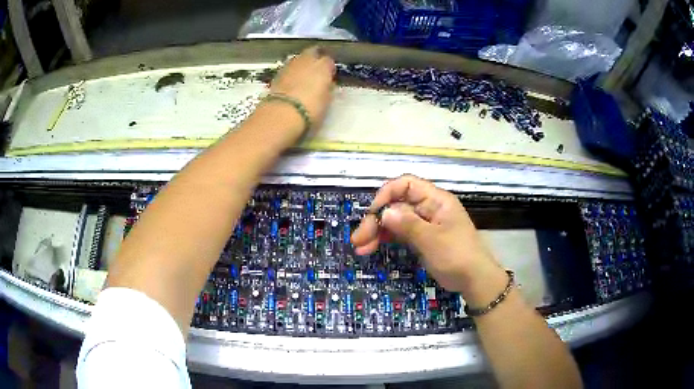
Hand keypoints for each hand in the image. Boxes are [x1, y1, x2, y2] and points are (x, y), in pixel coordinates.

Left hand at [270, 46, 335, 128]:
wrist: (283, 113)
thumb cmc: (311, 108)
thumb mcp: (327, 100)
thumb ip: (328, 89)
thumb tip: (327, 85)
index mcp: (323, 65)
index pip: (329, 61)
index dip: (329, 68)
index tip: (329, 76)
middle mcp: (306, 60)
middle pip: (312, 53)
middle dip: (315, 58)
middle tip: (317, 70)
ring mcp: (290, 65)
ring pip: (298, 59)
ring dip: (301, 65)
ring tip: (303, 77)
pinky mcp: (277, 74)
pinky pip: (288, 69)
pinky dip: (291, 74)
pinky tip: (292, 84)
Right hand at [351, 175, 504, 294]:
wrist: (475, 280)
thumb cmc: (458, 256)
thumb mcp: (433, 240)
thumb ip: (408, 225)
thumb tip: (384, 212)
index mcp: (436, 200)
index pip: (406, 185)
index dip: (386, 194)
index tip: (373, 213)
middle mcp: (428, 207)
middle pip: (396, 204)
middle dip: (376, 220)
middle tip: (358, 239)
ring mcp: (424, 223)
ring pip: (395, 220)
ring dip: (376, 231)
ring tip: (360, 247)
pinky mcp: (421, 237)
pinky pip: (399, 233)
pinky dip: (385, 239)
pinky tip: (371, 248)